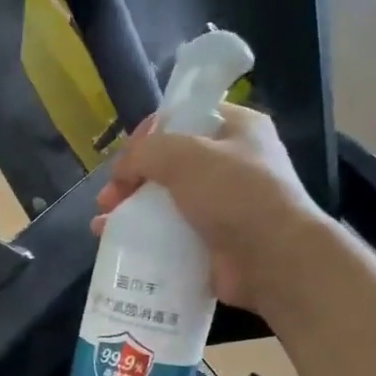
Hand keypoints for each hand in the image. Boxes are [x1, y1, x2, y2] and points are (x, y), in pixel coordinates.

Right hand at [93, 104, 329, 313]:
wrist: (273, 259)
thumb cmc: (235, 194)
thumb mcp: (185, 157)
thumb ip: (145, 152)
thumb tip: (121, 169)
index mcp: (237, 128)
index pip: (184, 117)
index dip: (148, 134)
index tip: (125, 158)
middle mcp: (231, 163)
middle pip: (168, 163)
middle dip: (132, 178)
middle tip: (109, 198)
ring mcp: (222, 205)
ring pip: (165, 200)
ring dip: (131, 209)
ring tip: (103, 224)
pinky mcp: (212, 240)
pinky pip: (170, 233)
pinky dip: (143, 237)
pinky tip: (116, 243)